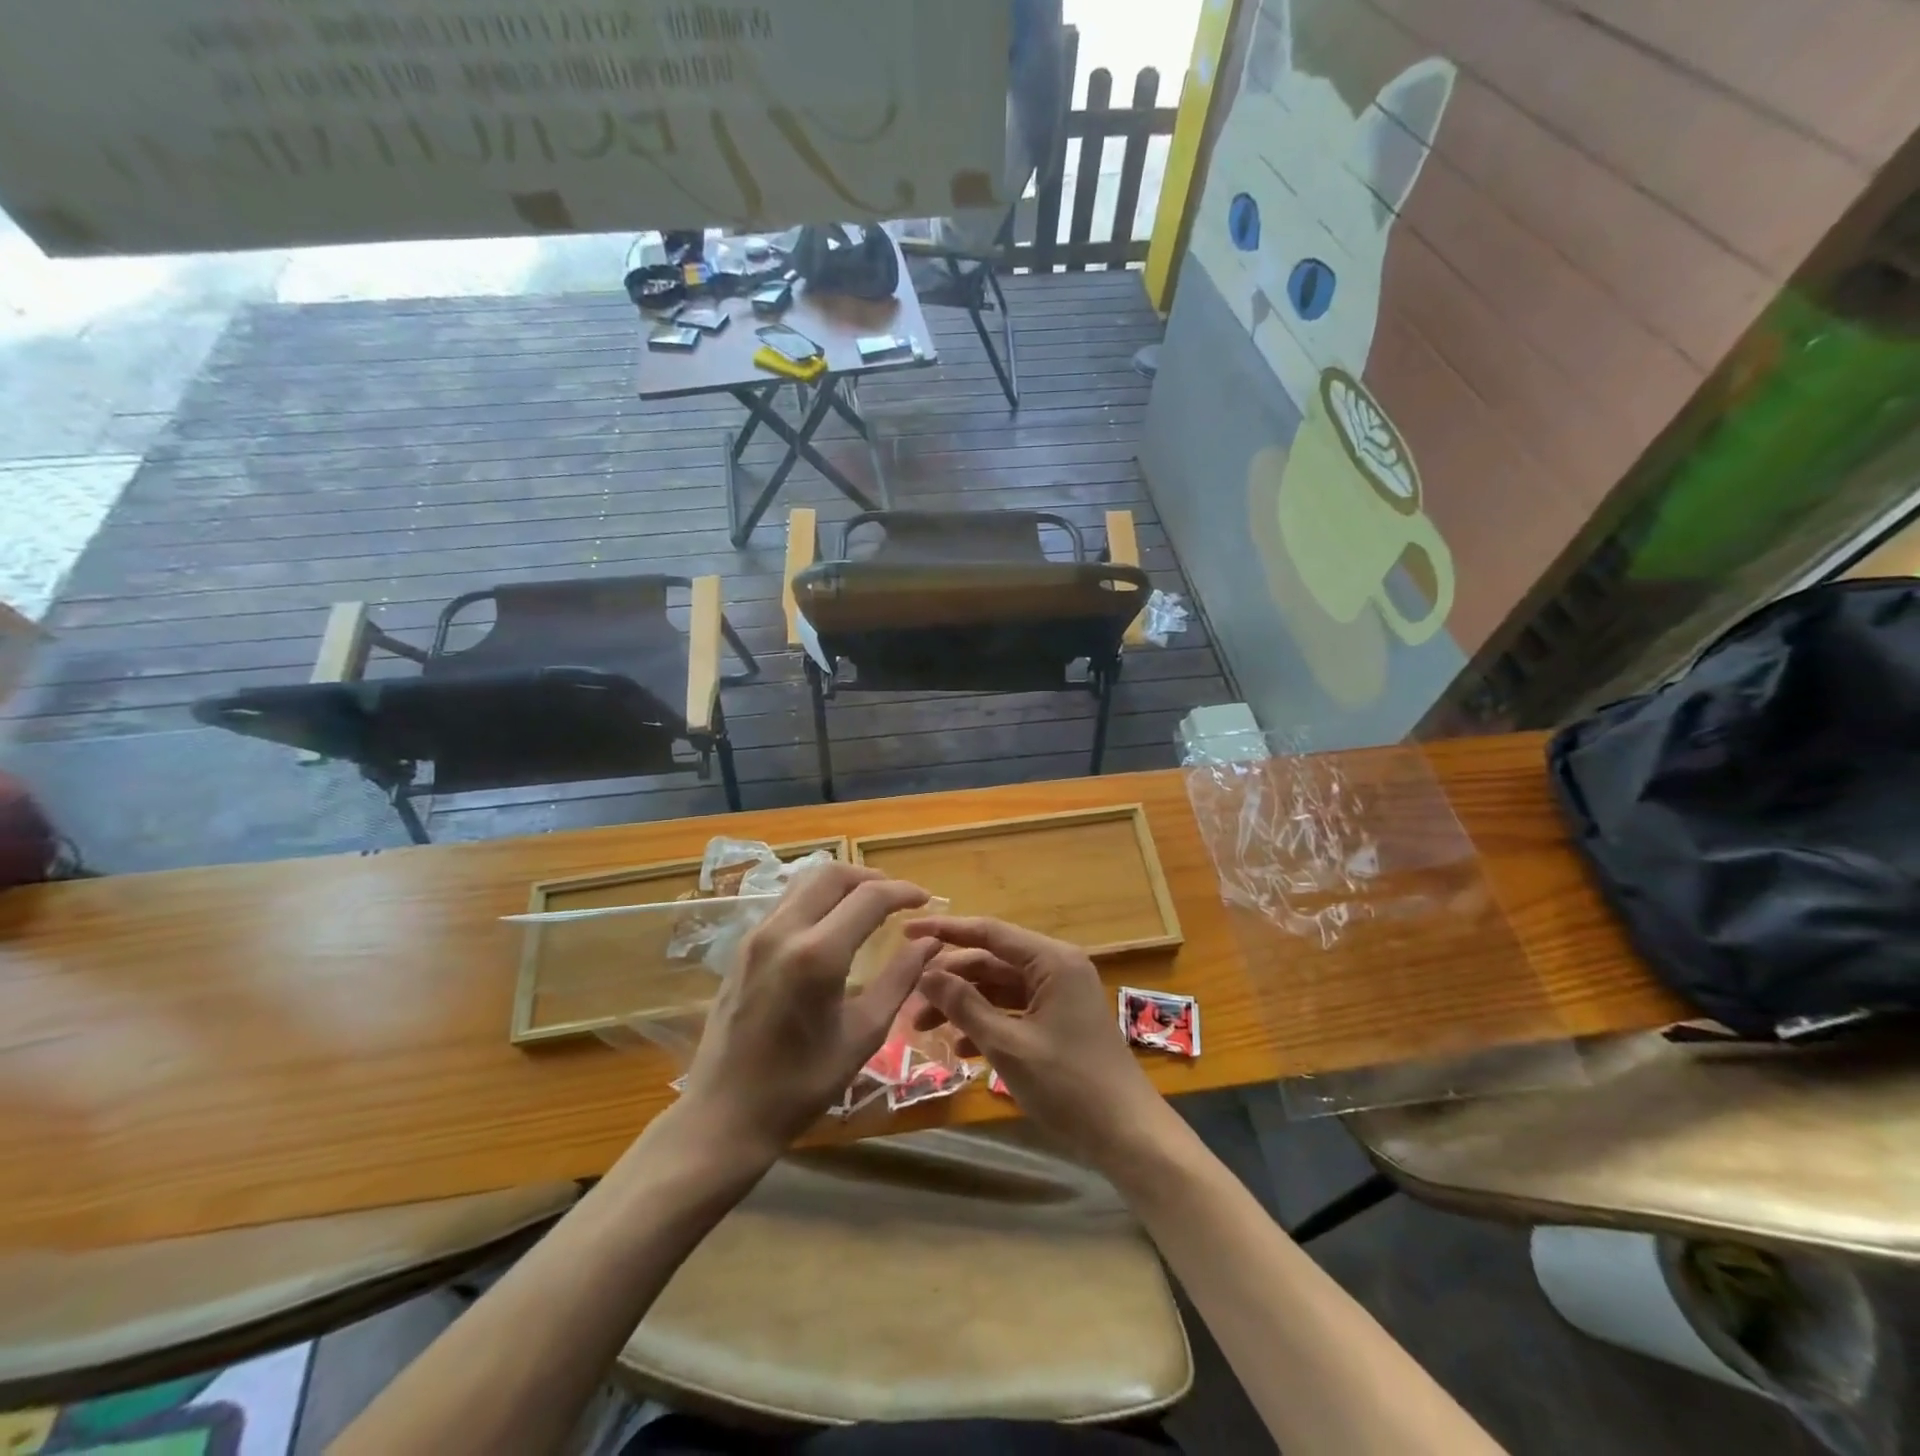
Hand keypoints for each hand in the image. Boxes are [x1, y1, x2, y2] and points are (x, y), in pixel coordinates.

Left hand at [679, 863, 935, 1159]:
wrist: (724, 1115)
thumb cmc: (801, 1085)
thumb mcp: (863, 1035)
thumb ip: (900, 979)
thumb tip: (929, 942)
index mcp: (817, 954)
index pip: (869, 898)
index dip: (903, 892)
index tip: (926, 900)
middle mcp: (783, 931)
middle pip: (832, 874)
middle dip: (871, 877)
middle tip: (898, 898)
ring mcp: (757, 936)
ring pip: (805, 882)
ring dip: (842, 883)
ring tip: (869, 905)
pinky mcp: (743, 947)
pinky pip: (786, 902)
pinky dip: (817, 898)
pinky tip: (833, 924)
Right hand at [908, 915, 1166, 1168]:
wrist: (1126, 1133)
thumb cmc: (1068, 1084)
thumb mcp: (1008, 1045)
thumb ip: (965, 1005)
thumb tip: (926, 973)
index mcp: (1051, 960)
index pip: (989, 932)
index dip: (945, 931)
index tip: (906, 931)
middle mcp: (1056, 967)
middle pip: (992, 961)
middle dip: (951, 979)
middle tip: (910, 997)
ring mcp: (1059, 994)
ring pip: (1000, 988)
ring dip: (964, 1004)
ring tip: (923, 1026)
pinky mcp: (1059, 1020)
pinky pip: (1014, 1009)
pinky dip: (987, 1022)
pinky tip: (960, 1046)